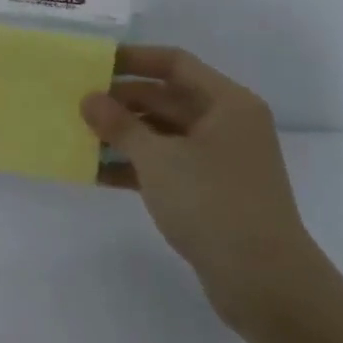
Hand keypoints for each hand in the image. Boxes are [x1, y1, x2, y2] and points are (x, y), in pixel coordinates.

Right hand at [81, 45, 327, 331]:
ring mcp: (221, 160)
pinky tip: (97, 173)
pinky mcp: (211, 192)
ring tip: (79, 137)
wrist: (266, 283)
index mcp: (227, 103)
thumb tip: (88, 99)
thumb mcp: (158, 158)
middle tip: (77, 103)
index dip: (132, 59)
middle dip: (121, 100)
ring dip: (124, 134)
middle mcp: (227, 124)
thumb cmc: (213, 203)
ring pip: (163, 133)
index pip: (174, 63)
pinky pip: (167, 165)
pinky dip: (135, 165)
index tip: (92, 63)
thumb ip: (120, 125)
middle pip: (167, 97)